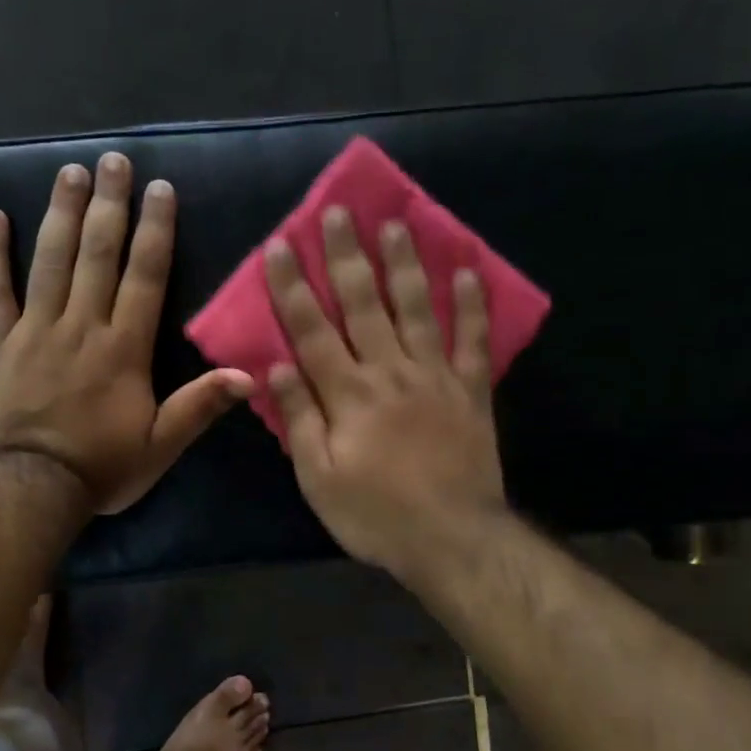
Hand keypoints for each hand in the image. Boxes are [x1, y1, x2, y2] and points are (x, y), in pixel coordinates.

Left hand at [0, 153, 252, 515]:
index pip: (144, 277)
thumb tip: (248, 375)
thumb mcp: (159, 447)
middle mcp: (81, 326)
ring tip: (70, 171)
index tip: (158, 190)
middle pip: (97, 255)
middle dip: (108, 205)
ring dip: (61, 213)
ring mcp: (35, 330)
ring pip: (50, 261)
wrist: (31, 488)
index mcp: (123, 349)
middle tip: (114, 161)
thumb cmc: (101, 468)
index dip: (154, 231)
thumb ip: (198, 407)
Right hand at [264, 208, 506, 583]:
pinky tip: (469, 271)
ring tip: (397, 223)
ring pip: (417, 308)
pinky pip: (473, 340)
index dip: (293, 287)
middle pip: (365, 304)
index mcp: (347, 394)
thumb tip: (276, 365)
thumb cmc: (374, 514)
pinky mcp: (471, 391)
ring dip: (405, 264)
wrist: (451, 539)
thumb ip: (299, 419)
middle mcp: (389, 372)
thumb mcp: (317, 478)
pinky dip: (472, 305)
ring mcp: (435, 377)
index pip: (312, 330)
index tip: (280, 245)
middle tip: (338, 211)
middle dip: (347, 256)